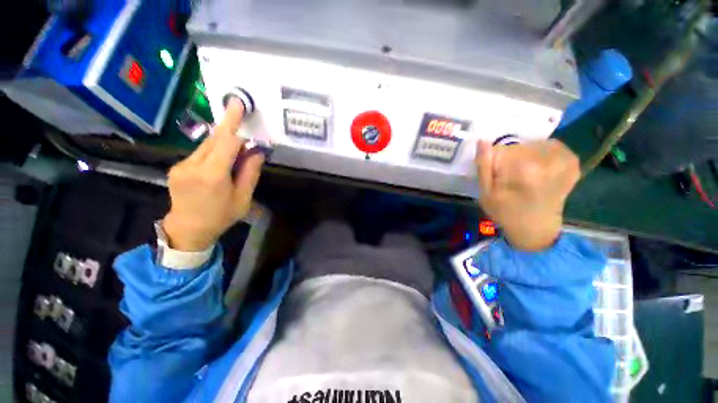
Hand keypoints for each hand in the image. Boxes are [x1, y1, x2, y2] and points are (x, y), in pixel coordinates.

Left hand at [163, 100, 264, 250]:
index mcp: (213, 176)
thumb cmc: (221, 216)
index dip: (234, 124)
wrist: (188, 230)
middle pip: (214, 139)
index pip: (226, 143)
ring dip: (223, 141)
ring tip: (237, 148)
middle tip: (238, 110)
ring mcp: (181, 165)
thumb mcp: (243, 198)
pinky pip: (199, 153)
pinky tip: (221, 160)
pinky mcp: (177, 167)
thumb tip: (256, 151)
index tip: (239, 106)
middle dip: (229, 126)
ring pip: (206, 145)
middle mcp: (193, 166)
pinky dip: (214, 150)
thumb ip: (250, 173)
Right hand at [474, 139, 579, 251]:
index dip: (494, 161)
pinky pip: (551, 145)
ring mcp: (564, 160)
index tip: (497, 177)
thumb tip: (482, 141)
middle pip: (518, 146)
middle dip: (510, 158)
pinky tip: (539, 168)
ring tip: (525, 174)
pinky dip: (542, 153)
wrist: (535, 228)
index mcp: (524, 169)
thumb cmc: (505, 212)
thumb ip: (484, 166)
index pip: (500, 150)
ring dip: (525, 155)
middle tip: (510, 178)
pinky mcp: (572, 161)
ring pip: (533, 144)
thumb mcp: (486, 193)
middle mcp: (548, 160)